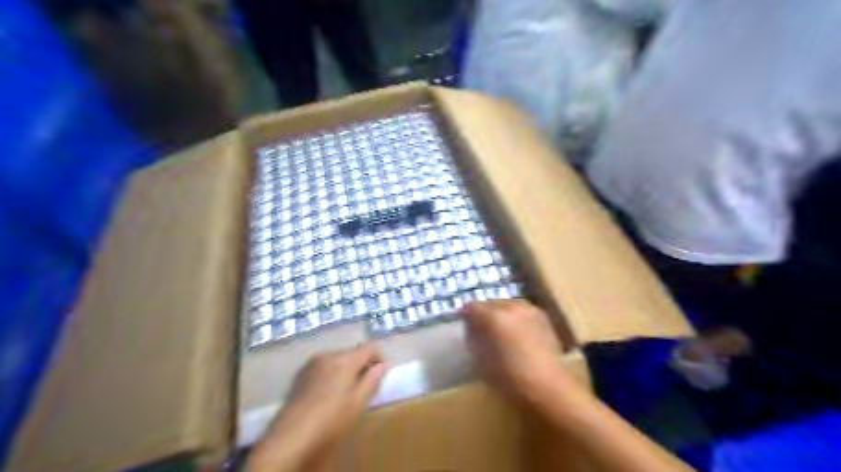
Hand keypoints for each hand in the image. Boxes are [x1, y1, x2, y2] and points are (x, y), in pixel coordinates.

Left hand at [246, 343, 383, 471]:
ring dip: (345, 371)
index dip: (379, 359)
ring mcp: (312, 362)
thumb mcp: (358, 403)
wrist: (289, 437)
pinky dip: (331, 375)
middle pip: (353, 352)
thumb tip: (381, 365)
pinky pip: (324, 367)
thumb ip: (372, 380)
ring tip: (343, 394)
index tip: (378, 377)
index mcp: (345, 359)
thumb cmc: (330, 420)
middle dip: (361, 366)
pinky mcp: (301, 373)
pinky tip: (326, 396)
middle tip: (362, 389)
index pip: (370, 347)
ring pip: (338, 359)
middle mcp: (329, 354)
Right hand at [463, 302, 574, 408]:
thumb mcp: (482, 361)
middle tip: (481, 331)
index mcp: (492, 316)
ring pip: (508, 305)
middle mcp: (511, 306)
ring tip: (501, 334)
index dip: (465, 316)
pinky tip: (518, 337)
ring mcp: (530, 310)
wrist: (550, 389)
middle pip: (490, 303)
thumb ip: (474, 338)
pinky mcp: (544, 318)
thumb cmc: (510, 380)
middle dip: (484, 314)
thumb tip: (472, 328)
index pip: (471, 307)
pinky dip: (517, 320)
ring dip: (501, 315)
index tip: (464, 327)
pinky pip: (522, 312)